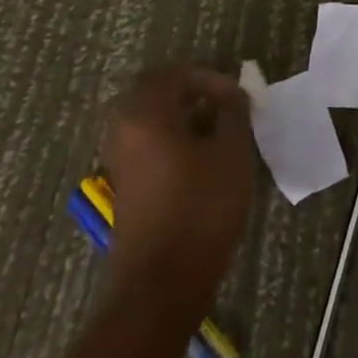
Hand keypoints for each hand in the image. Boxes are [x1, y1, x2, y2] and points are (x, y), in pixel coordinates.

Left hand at [97, 65, 254, 299]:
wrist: (162, 283)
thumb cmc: (202, 208)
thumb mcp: (232, 153)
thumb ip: (233, 113)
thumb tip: (231, 96)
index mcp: (146, 114)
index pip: (175, 74)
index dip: (210, 78)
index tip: (237, 98)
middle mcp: (124, 130)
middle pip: (153, 92)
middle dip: (190, 91)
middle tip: (221, 104)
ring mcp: (119, 159)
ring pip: (147, 118)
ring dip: (179, 115)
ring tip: (214, 131)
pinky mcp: (124, 185)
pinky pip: (144, 142)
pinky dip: (169, 137)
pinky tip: (198, 158)